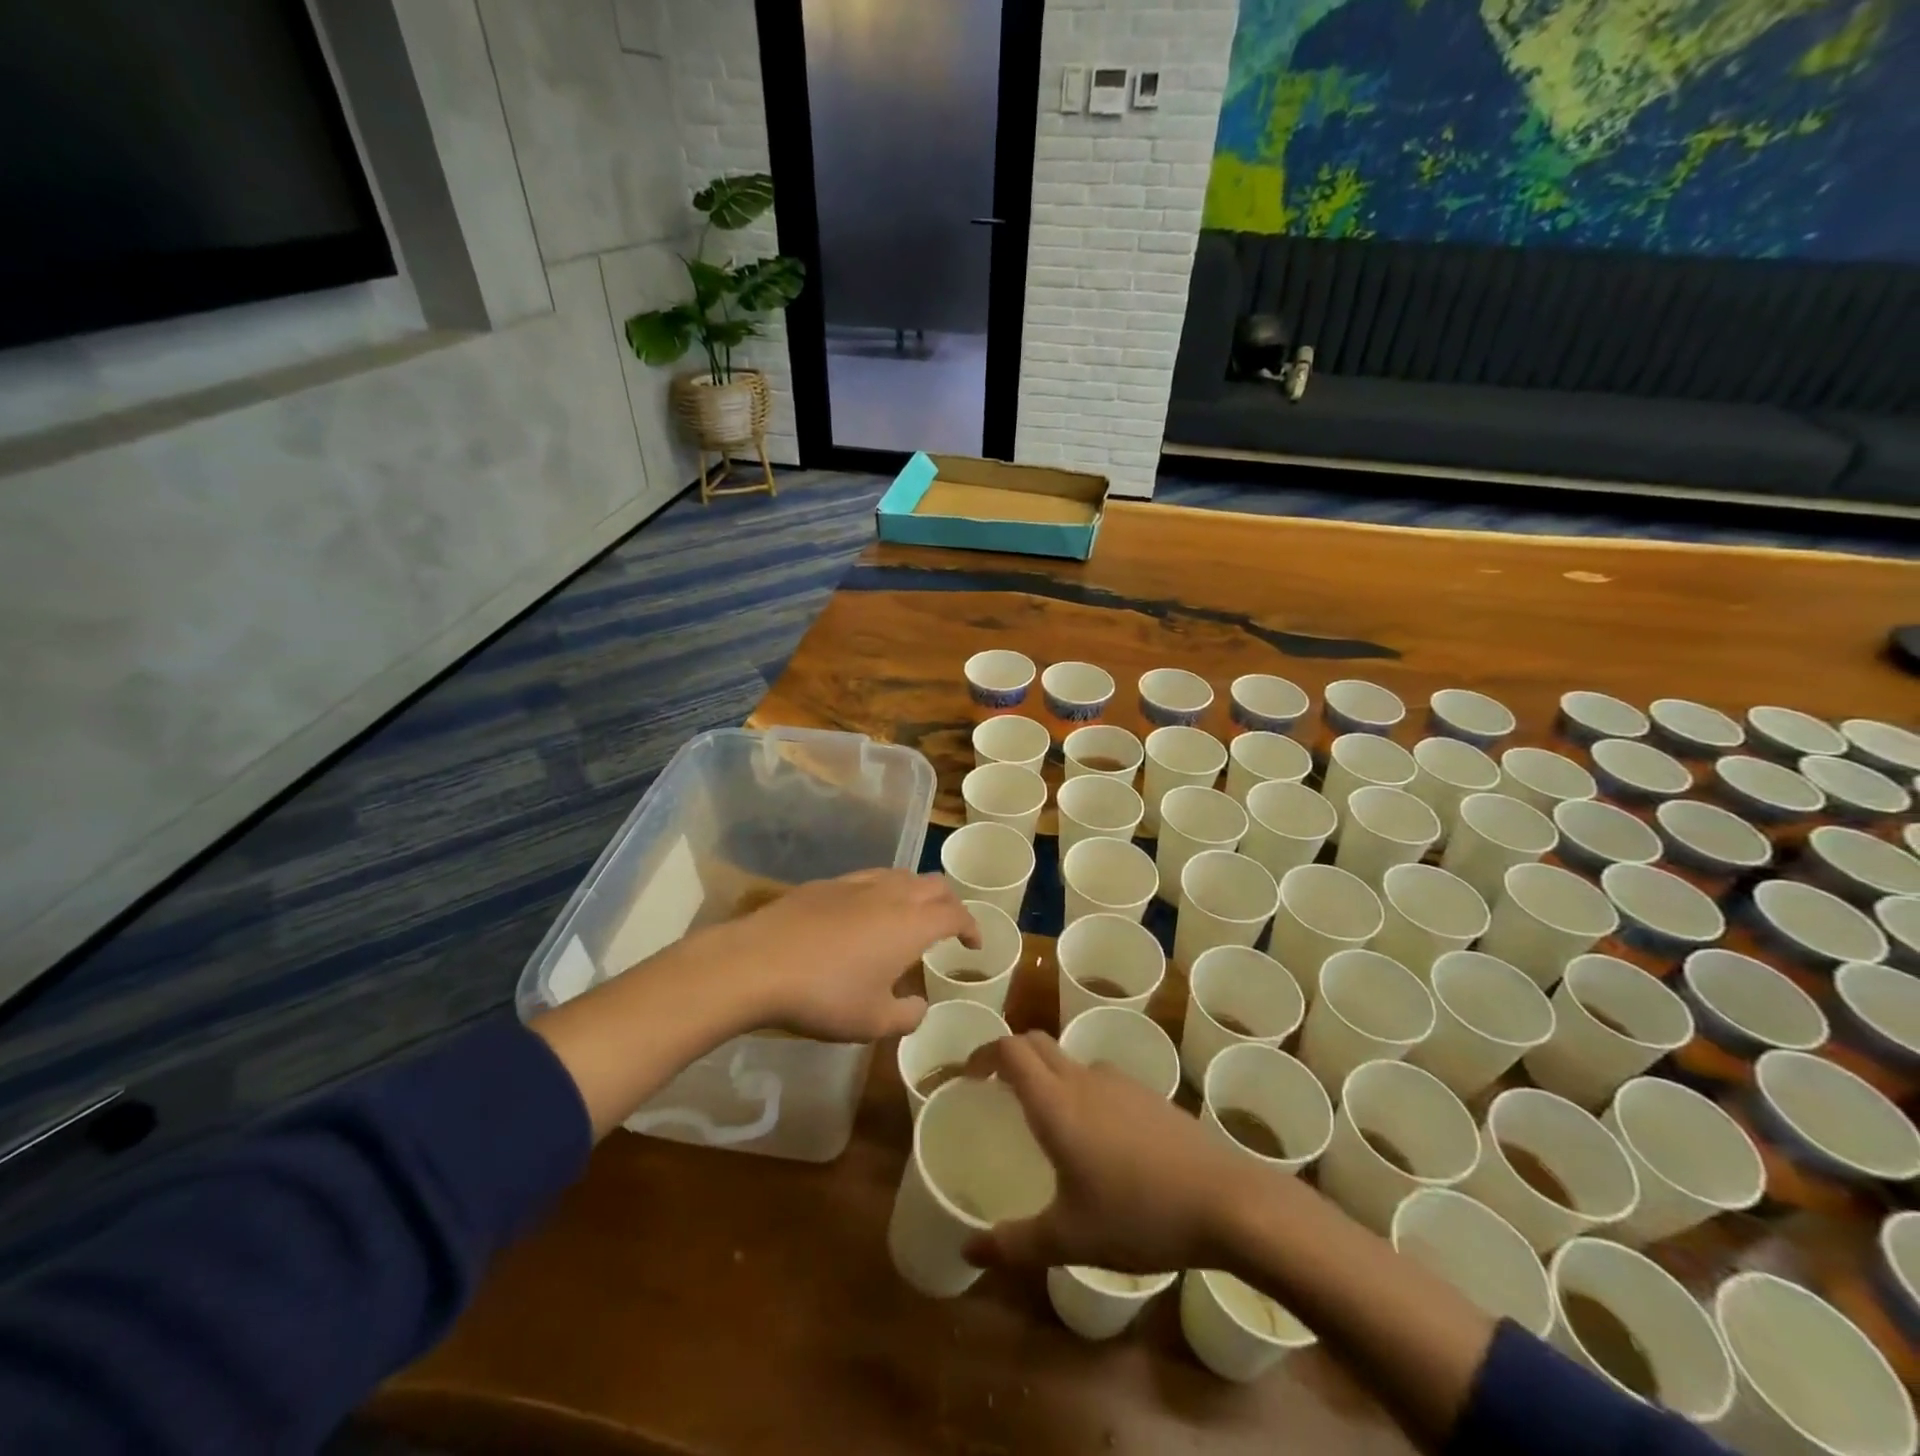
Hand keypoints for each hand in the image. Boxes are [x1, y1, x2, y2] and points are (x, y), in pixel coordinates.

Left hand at [701, 869, 979, 1042]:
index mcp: (912, 924)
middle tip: (948, 927)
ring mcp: (856, 883)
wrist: (757, 963)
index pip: (955, 914)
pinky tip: (864, 914)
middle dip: (949, 903)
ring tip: (909, 916)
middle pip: (934, 884)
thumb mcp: (872, 1022)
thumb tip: (918, 1006)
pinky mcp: (826, 883)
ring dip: (916, 892)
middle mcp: (891, 894)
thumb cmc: (824, 996)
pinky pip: (869, 878)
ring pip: (901, 875)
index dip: (971, 927)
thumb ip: (907, 1016)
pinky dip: (883, 891)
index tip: (973, 945)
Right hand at [961, 1032, 1261, 1275]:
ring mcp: (1121, 1083)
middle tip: (994, 1088)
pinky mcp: (1149, 1096)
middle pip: (1037, 1043)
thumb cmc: (1139, 1215)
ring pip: (1071, 1060)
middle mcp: (1084, 1080)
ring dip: (1047, 1074)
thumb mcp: (1070, 1239)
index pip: (1010, 1050)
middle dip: (1010, 1055)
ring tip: (1044, 1119)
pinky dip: (1081, 1091)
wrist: (1226, 1200)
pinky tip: (1096, 1140)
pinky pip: (1101, 1079)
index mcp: (1056, 1103)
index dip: (984, 1053)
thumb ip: (1014, 1244)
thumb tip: (967, 1249)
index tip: (968, 1076)